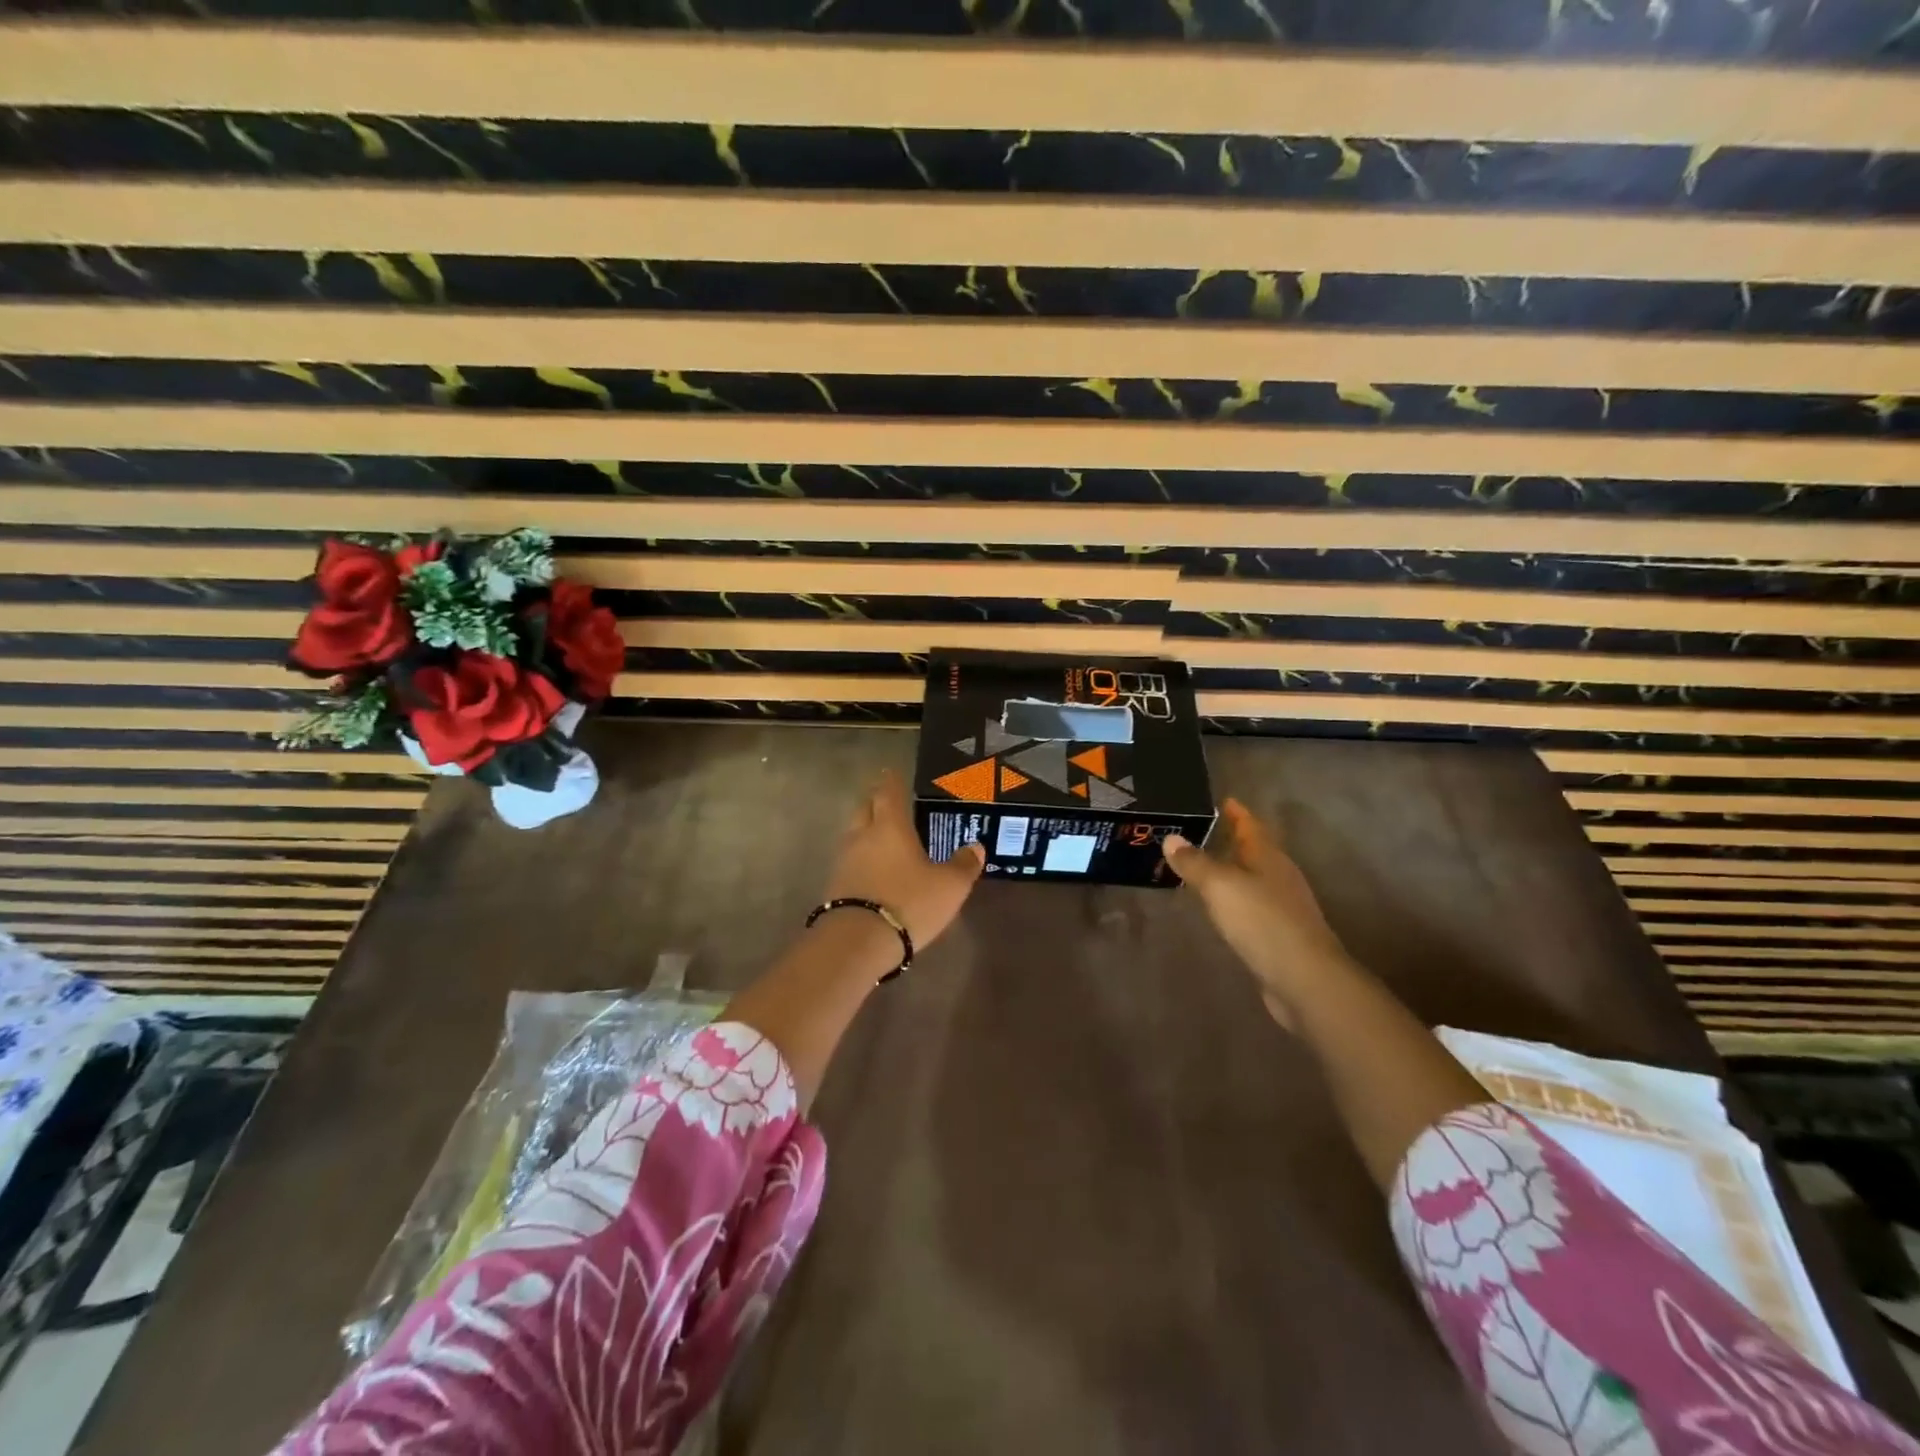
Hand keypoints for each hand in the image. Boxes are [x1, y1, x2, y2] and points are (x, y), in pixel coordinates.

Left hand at [823, 769, 984, 953]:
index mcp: (890, 827)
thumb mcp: (949, 886)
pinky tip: (874, 869)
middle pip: (864, 808)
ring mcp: (844, 862)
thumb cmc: (908, 903)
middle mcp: (862, 836)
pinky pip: (850, 861)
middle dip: (875, 802)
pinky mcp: (835, 886)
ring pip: (854, 834)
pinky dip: (862, 858)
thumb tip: (975, 847)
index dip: (891, 780)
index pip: (888, 792)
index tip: (892, 771)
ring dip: (866, 830)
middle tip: (889, 801)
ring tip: (884, 836)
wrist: (857, 943)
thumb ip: (964, 864)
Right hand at [1164, 799, 1352, 1027]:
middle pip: (1253, 850)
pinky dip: (1233, 899)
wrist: (1305, 979)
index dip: (1236, 812)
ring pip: (1252, 879)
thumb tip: (1171, 838)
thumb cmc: (1262, 922)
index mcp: (1268, 857)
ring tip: (1201, 867)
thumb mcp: (1220, 886)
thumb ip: (1195, 862)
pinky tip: (1219, 908)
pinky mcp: (1279, 934)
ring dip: (1230, 871)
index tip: (1220, 800)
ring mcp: (1282, 906)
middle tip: (1198, 833)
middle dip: (1230, 840)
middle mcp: (1279, 876)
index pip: (1250, 825)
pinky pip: (1251, 906)